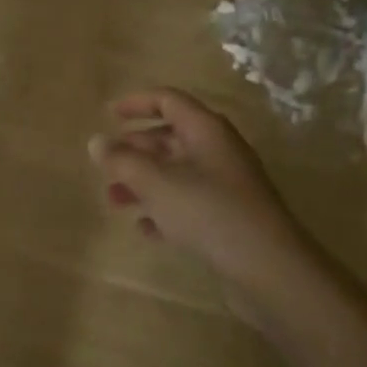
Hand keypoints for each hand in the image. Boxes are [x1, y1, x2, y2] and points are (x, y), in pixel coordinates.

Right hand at [88, 88, 307, 294]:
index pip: (168, 100)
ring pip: (176, 172)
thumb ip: (122, 161)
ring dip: (144, 182)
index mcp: (206, 130)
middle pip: (170, 137)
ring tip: (114, 200)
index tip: (108, 114)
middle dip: (135, 150)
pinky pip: (189, 203)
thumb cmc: (209, 211)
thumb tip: (97, 142)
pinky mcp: (229, 216)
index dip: (137, 103)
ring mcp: (226, 184)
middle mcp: (218, 150)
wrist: (269, 267)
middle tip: (106, 165)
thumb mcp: (156, 183)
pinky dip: (164, 209)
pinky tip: (145, 228)